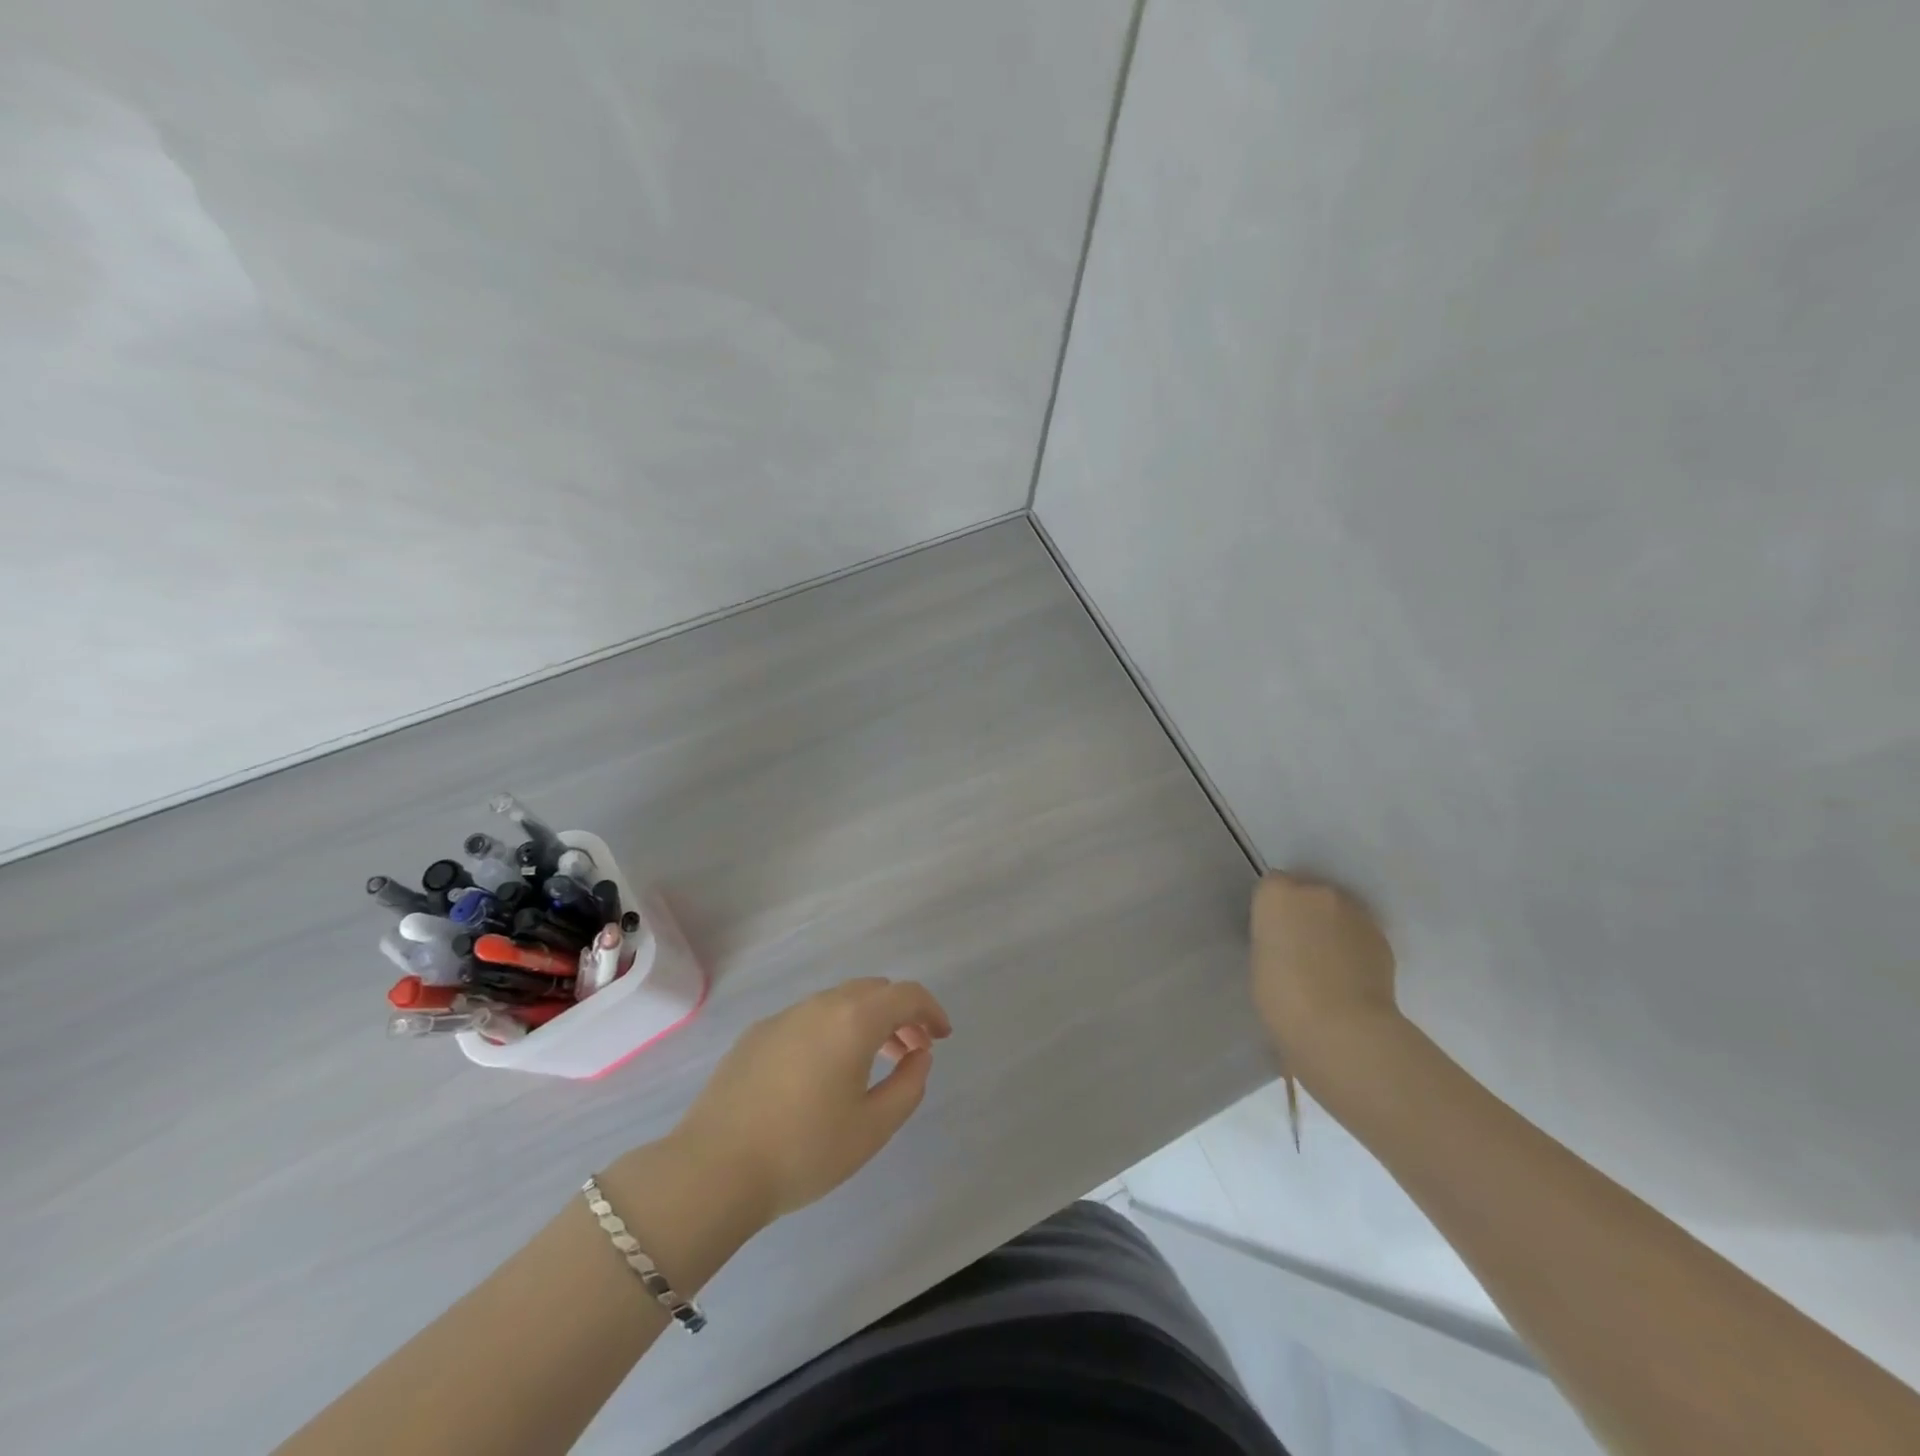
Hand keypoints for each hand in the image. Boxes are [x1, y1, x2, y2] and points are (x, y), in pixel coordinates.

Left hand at [669, 978, 952, 1223]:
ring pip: (838, 1002)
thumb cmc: (804, 1151)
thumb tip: (918, 1055)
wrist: (713, 1169)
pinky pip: (808, 1018)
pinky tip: (822, 1073)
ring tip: (871, 1063)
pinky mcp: (757, 1034)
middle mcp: (820, 1004)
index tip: (941, 1038)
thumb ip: (908, 1085)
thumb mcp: (872, 1128)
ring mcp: (784, 1016)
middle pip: (873, 991)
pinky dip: (831, 1030)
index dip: (931, 1011)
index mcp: (854, 1019)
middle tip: (910, 1052)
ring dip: (865, 1022)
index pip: (906, 994)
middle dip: (899, 1015)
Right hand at [1250, 871, 1399, 1081]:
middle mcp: (1316, 892)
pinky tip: (1350, 977)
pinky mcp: (1381, 936)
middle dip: (1304, 914)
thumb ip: (1273, 937)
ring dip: (1331, 928)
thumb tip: (1288, 941)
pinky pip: (1360, 932)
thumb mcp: (1259, 960)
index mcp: (1277, 895)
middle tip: (1299, 949)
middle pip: (1308, 892)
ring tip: (1328, 966)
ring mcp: (1354, 912)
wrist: (1342, 1027)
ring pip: (1337, 911)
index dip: (1273, 910)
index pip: (1272, 885)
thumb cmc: (1283, 997)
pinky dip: (1354, 946)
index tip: (1272, 934)